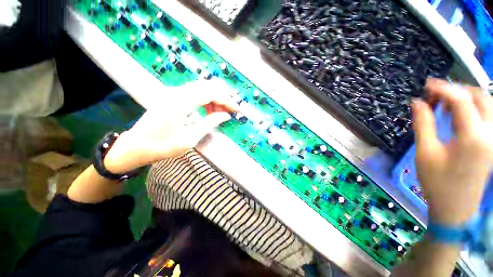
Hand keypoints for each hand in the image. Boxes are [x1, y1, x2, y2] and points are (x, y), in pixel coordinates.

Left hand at [104, 79, 238, 173]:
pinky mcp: (172, 96)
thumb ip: (209, 124)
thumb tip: (226, 116)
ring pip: (201, 88)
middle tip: (229, 112)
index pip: (211, 94)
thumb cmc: (162, 147)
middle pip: (207, 87)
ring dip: (214, 99)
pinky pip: (195, 93)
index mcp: (180, 103)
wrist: (135, 146)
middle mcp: (176, 93)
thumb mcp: (189, 139)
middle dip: (222, 99)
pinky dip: (206, 100)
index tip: (238, 110)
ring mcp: (173, 93)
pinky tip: (208, 111)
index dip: (227, 101)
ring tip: (219, 114)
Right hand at [412, 79, 492, 224]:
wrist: (455, 207)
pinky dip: (473, 108)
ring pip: (487, 104)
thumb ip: (423, 124)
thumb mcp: (425, 152)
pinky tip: (458, 116)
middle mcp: (490, 134)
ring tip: (445, 104)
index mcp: (473, 137)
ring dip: (466, 98)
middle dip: (458, 90)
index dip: (443, 88)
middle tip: (436, 94)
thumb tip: (418, 102)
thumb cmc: (437, 182)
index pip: (461, 100)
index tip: (426, 85)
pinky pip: (488, 116)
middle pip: (480, 97)